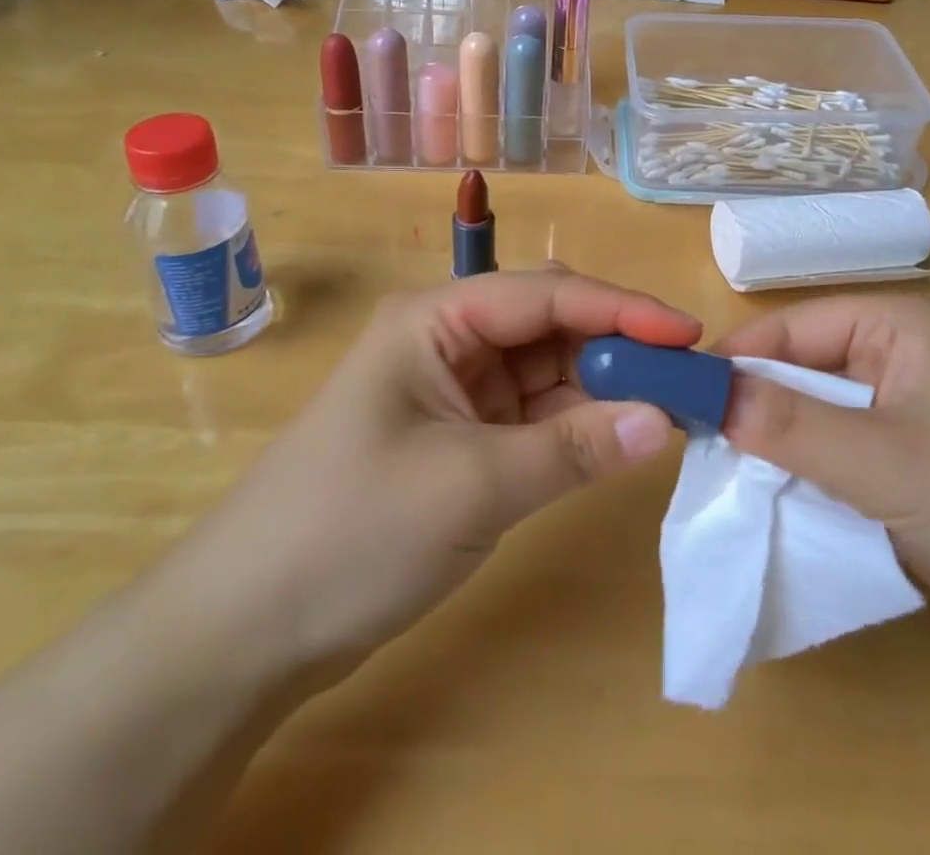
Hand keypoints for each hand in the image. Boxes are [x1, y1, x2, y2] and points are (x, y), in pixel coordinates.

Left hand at [168, 270, 698, 679]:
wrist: (242, 633)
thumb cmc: (350, 532)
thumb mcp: (472, 486)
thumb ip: (575, 449)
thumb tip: (664, 420)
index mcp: (438, 319)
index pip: (547, 294)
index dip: (622, 308)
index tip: (688, 333)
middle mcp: (450, 340)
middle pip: (552, 325)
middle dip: (619, 345)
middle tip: (687, 375)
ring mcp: (457, 391)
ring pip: (550, 371)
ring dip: (605, 387)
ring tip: (670, 407)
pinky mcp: (463, 438)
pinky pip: (536, 416)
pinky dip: (579, 425)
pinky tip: (622, 437)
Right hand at [716, 295, 929, 678]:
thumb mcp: (884, 460)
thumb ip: (790, 427)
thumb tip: (705, 396)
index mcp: (895, 327)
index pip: (792, 328)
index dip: (736, 361)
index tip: (681, 401)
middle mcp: (896, 361)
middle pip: (800, 373)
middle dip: (752, 409)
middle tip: (694, 450)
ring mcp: (903, 417)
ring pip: (815, 421)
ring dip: (776, 450)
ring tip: (720, 482)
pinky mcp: (908, 469)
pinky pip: (838, 462)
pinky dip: (806, 481)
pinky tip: (770, 507)